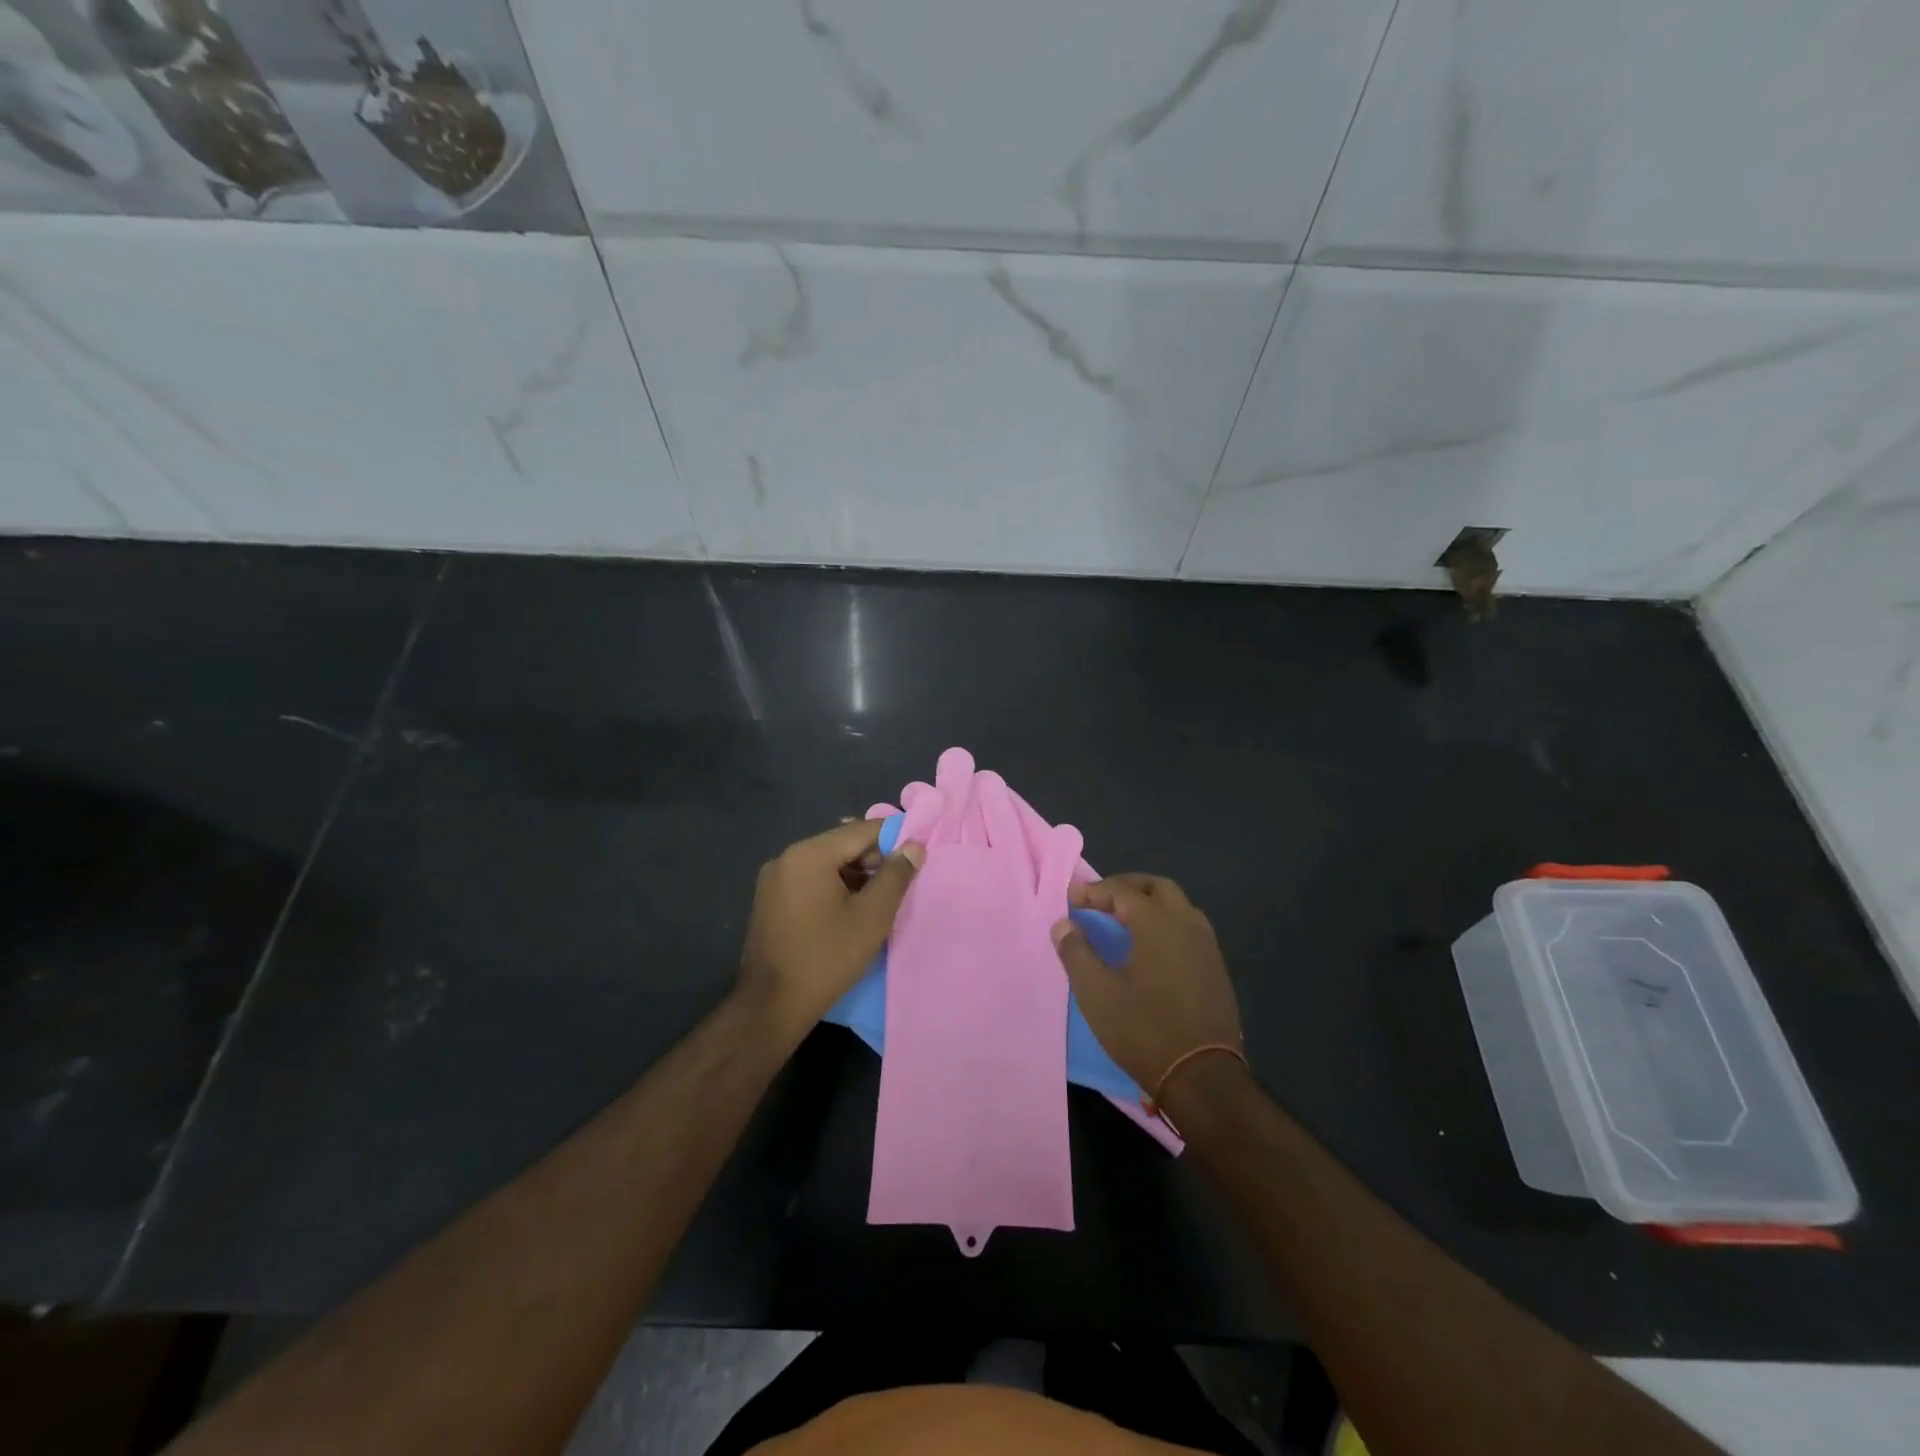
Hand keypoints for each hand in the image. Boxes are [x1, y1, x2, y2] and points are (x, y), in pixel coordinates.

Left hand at [738, 819, 923, 1036]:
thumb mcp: (872, 916)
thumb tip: (914, 846)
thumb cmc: (827, 957)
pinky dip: (833, 887)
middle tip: (901, 882)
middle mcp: (787, 857)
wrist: (772, 1006)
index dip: (894, 838)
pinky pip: (809, 880)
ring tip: (880, 898)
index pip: (861, 830)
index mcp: (809, 854)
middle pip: (842, 845)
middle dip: (874, 859)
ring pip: (826, 863)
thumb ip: (896, 875)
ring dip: (855, 875)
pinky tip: (851, 909)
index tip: (918, 853)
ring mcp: (774, 879)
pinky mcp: (770, 900)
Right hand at [1051, 874, 1243, 1103]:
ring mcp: (1207, 946)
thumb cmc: (1144, 1030)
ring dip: (1150, 903)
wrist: (1203, 1078)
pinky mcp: (1216, 968)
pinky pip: (1189, 928)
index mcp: (1157, 923)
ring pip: (1178, 905)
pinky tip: (1151, 947)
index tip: (1071, 897)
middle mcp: (1187, 924)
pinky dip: (1166, 923)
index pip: (1122, 891)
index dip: (1094, 890)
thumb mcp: (1097, 994)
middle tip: (1101, 899)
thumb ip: (1077, 953)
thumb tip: (1063, 924)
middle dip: (1126, 886)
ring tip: (1124, 919)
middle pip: (1157, 887)